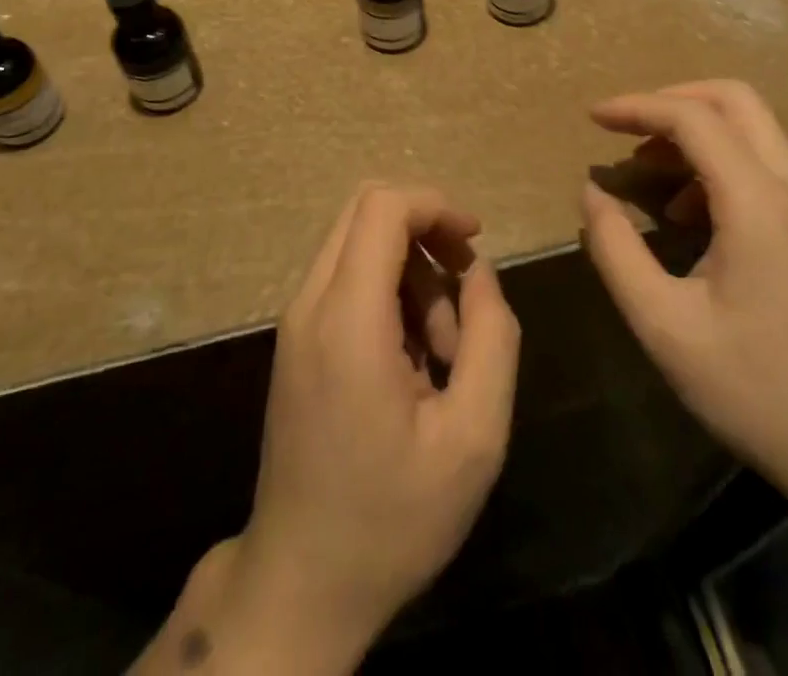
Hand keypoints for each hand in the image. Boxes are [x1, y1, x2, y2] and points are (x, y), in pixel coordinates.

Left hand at [212, 185, 519, 671]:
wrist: (302, 582)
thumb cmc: (392, 517)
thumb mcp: (474, 437)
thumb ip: (491, 337)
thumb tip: (479, 271)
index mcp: (348, 319)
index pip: (383, 207)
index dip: (436, 205)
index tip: (475, 241)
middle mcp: (311, 304)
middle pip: (366, 210)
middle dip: (426, 231)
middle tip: (465, 287)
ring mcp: (296, 320)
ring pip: (357, 242)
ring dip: (410, 270)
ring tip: (443, 348)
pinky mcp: (296, 339)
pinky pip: (346, 278)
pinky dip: (387, 291)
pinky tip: (413, 357)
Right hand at [580, 81, 787, 509]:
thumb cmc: (756, 390)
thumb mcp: (664, 325)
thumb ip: (616, 250)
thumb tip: (593, 193)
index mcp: (759, 204)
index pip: (693, 118)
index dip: (637, 107)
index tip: (593, 117)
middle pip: (735, 99)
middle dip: (672, 100)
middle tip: (625, 129)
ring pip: (753, 127)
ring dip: (695, 131)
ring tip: (647, 173)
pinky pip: (764, 162)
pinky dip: (718, 161)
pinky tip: (688, 213)